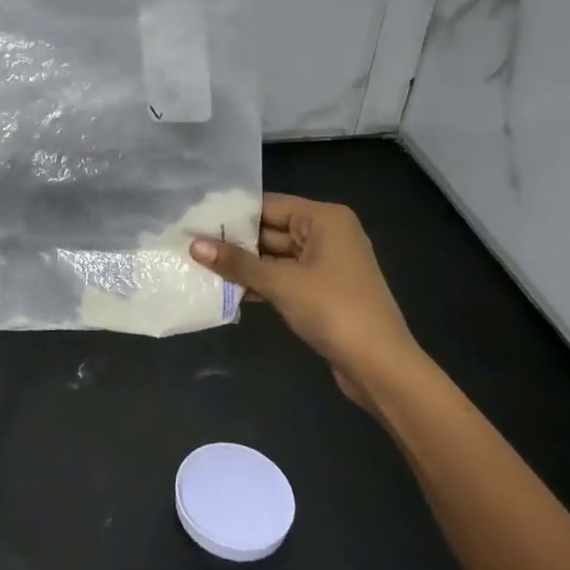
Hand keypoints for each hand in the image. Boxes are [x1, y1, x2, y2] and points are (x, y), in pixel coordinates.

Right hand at [190, 195, 421, 408]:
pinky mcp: (321, 290)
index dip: (232, 213)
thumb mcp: (280, 283)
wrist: (379, 365)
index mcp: (324, 219)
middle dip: (234, 241)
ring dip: (243, 265)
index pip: (268, 205)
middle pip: (270, 229)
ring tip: (200, 266)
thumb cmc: (333, 310)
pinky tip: (226, 290)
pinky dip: (258, 282)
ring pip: (274, 256)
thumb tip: (194, 246)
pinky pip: (282, 277)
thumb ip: (237, 263)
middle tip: (190, 243)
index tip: (194, 219)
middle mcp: (327, 234)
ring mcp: (325, 264)